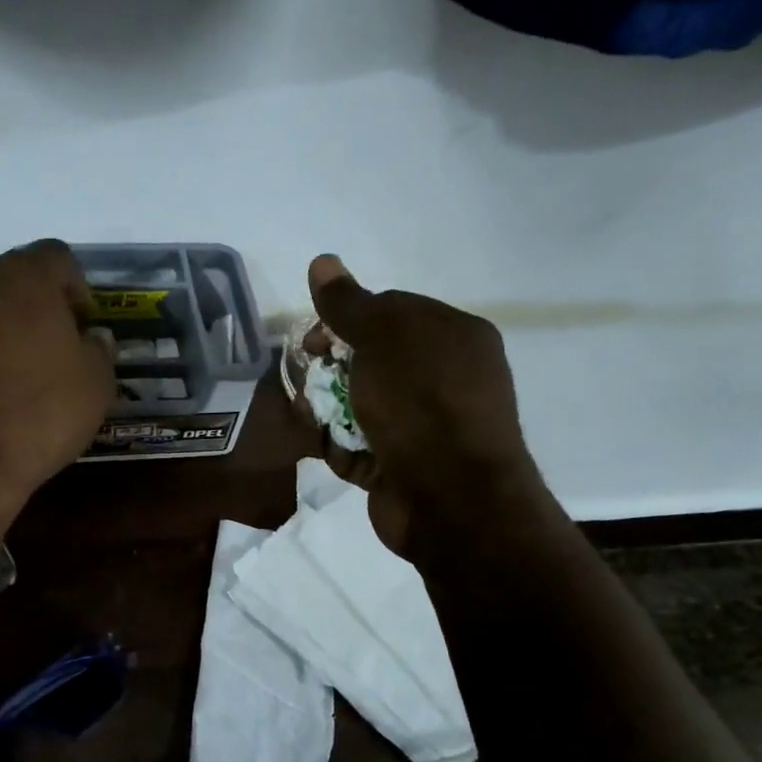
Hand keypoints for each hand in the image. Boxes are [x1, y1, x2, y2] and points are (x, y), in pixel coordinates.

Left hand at [0, 241, 114, 511]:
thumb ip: (97, 351)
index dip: (74, 290)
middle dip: (23, 309)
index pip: (56, 258)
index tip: (80, 327)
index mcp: (21, 278)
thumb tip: (91, 338)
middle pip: (3, 280)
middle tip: (37, 353)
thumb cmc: (34, 417)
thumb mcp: (94, 389)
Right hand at [307, 255, 552, 560]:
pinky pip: (360, 444)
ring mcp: (424, 426)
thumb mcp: (382, 339)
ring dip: (329, 407)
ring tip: (311, 415)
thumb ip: (348, 304)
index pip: (392, 311)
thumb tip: (321, 261)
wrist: (450, 500)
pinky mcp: (402, 466)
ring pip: (361, 403)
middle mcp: (444, 379)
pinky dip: (339, 444)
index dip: (346, 319)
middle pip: (372, 359)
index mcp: (454, 337)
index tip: (314, 338)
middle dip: (332, 366)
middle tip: (308, 376)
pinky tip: (326, 446)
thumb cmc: (420, 404)